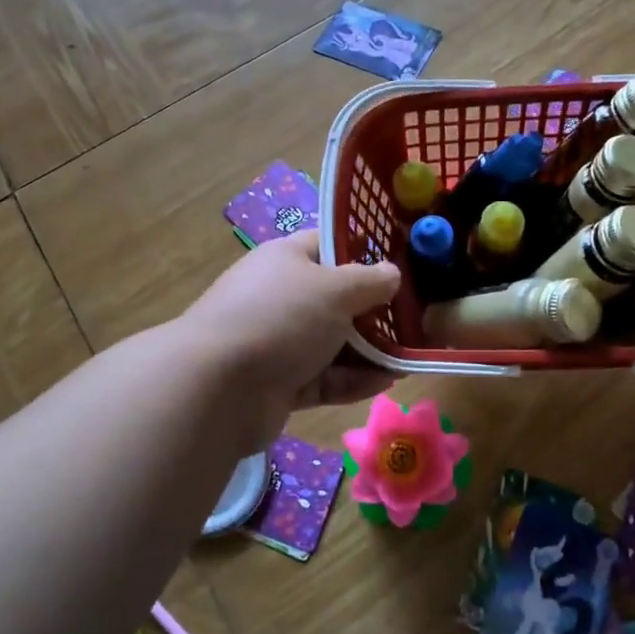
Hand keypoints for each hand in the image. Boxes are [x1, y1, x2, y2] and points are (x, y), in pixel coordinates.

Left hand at [184, 232, 400, 423]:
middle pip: (335, 299)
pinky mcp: (279, 383)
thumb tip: (392, 273)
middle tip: (416, 319)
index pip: (329, 245)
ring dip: (370, 351)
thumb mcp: (335, 289)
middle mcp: (281, 297)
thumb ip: (369, 281)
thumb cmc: (281, 318)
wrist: (218, 387)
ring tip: (408, 358)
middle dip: (374, 311)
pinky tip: (386, 382)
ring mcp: (278, 342)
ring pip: (333, 342)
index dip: (364, 251)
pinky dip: (352, 380)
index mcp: (286, 259)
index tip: (401, 263)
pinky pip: (324, 378)